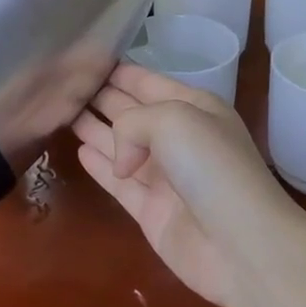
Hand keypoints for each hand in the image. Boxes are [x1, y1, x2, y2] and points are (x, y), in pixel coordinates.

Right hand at [72, 64, 290, 306]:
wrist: (241, 245)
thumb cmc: (212, 167)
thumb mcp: (174, 119)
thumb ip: (132, 122)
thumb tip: (121, 158)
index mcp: (194, 108)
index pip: (149, 82)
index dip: (121, 72)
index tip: (88, 61)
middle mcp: (179, 139)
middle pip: (133, 112)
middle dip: (104, 97)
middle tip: (66, 86)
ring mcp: (165, 177)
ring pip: (122, 146)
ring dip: (96, 129)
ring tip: (64, 113)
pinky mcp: (152, 212)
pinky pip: (119, 183)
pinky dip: (100, 166)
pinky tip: (80, 151)